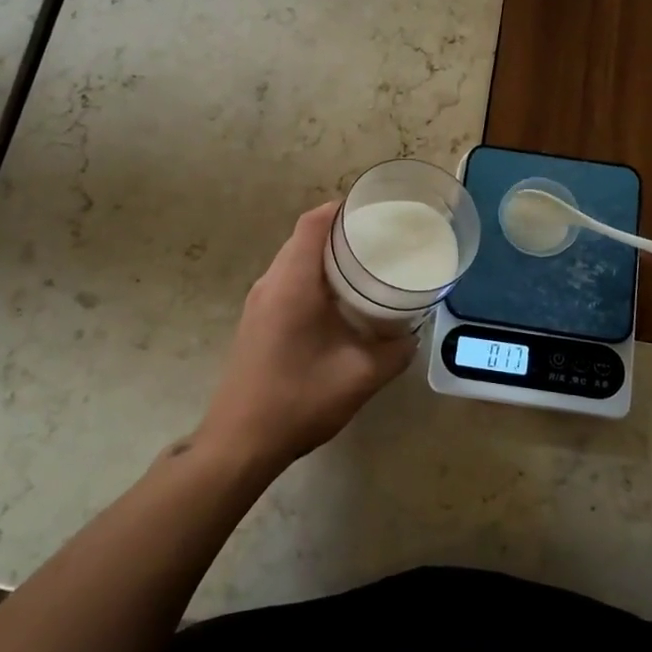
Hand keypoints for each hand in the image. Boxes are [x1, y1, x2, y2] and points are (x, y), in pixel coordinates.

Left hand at [196, 202, 416, 473]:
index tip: (375, 209)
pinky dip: (313, 278)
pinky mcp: (256, 321)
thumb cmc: (298, 400)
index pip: (314, 224)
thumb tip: (412, 334)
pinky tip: (339, 301)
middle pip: (304, 238)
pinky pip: (287, 282)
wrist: (239, 443)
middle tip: (381, 239)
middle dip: (341, 231)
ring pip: (294, 260)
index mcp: (292, 283)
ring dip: (326, 256)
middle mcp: (270, 283)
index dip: (342, 209)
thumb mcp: (360, 376)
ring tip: (366, 265)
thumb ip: (395, 351)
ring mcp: (258, 302)